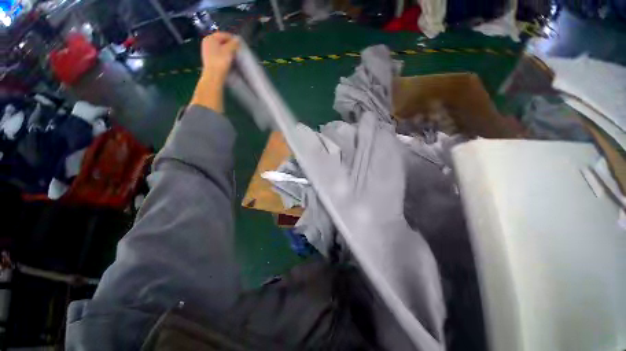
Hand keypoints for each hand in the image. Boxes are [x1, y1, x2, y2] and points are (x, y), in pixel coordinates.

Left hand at [200, 32, 239, 82]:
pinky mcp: (208, 58)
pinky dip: (223, 55)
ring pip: (219, 47)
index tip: (240, 44)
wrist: (213, 76)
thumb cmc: (220, 62)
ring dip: (226, 50)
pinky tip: (228, 60)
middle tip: (237, 50)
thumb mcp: (229, 51)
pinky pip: (217, 53)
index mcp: (210, 38)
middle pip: (221, 41)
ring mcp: (206, 50)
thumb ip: (233, 44)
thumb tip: (237, 39)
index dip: (232, 38)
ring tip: (234, 56)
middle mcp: (207, 42)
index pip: (223, 35)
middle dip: (229, 44)